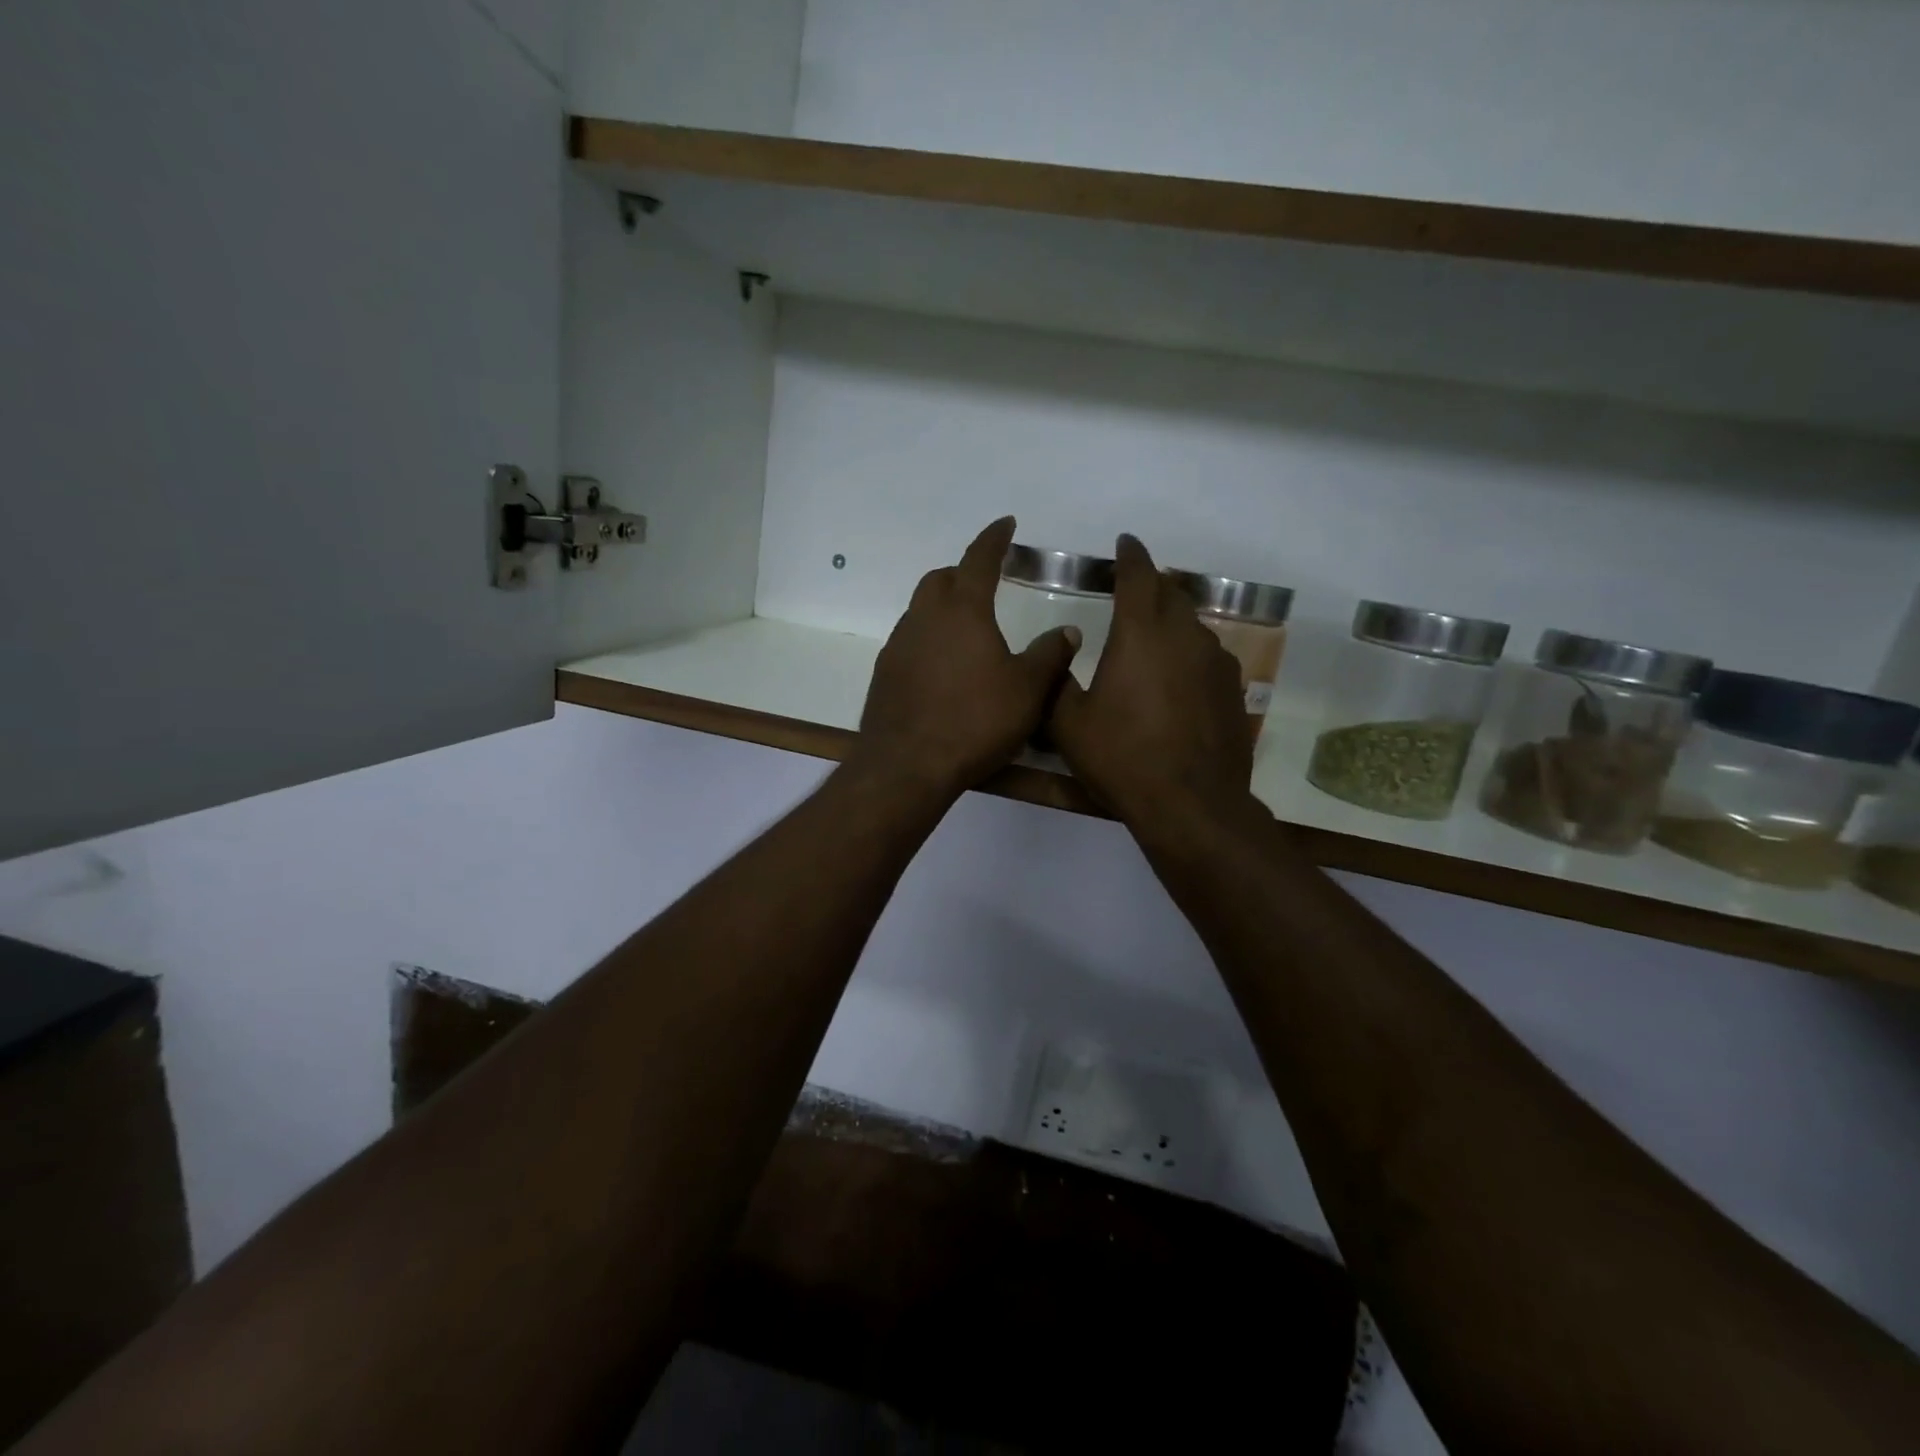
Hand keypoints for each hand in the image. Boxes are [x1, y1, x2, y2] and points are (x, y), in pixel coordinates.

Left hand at [855, 517, 1079, 798]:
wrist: (907, 765)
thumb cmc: (975, 721)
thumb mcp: (1028, 690)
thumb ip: (1050, 655)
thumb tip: (1067, 630)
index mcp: (962, 611)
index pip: (979, 559)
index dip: (994, 538)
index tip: (1006, 525)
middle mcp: (924, 619)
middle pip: (940, 580)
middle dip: (963, 573)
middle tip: (984, 582)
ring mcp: (898, 646)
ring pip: (920, 611)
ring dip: (942, 608)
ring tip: (967, 629)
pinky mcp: (884, 674)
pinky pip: (909, 642)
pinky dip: (929, 639)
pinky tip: (943, 667)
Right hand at [1051, 534, 1254, 828]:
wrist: (1191, 803)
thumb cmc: (1121, 757)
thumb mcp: (1068, 723)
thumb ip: (1058, 679)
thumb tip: (1063, 648)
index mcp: (1140, 634)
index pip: (1138, 576)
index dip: (1130, 555)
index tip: (1125, 543)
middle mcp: (1184, 636)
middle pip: (1171, 593)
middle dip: (1151, 584)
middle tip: (1133, 590)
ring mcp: (1216, 662)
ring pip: (1192, 625)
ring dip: (1172, 620)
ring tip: (1153, 636)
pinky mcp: (1233, 690)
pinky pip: (1208, 656)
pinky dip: (1189, 654)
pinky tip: (1178, 679)